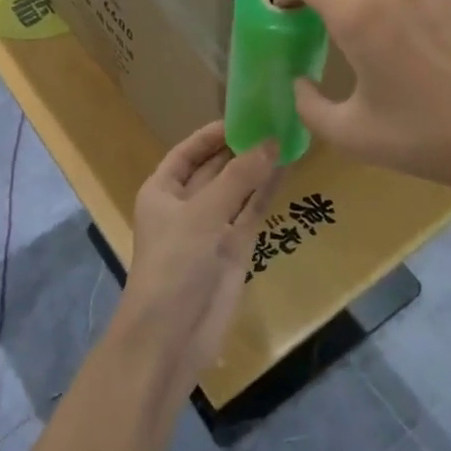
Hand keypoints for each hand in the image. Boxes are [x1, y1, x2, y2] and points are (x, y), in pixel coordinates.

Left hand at [118, 123, 278, 395]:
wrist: (172, 335)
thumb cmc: (175, 263)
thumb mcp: (203, 214)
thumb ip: (239, 177)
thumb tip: (270, 142)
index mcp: (162, 190)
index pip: (188, 151)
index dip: (213, 134)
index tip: (245, 116)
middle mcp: (186, 204)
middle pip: (215, 167)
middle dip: (241, 148)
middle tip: (275, 121)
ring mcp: (211, 227)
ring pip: (237, 189)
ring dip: (257, 167)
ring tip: (287, 138)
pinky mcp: (234, 248)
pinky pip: (251, 212)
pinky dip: (266, 192)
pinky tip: (287, 170)